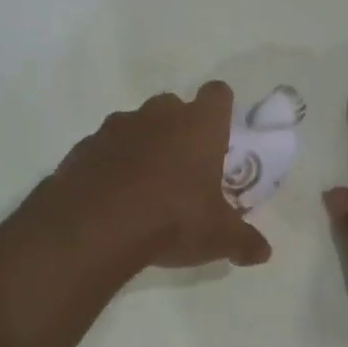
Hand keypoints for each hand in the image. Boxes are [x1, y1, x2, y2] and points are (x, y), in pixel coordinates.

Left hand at [38, 82, 272, 273]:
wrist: (95, 226)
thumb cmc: (171, 219)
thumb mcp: (218, 237)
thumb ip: (244, 241)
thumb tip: (263, 252)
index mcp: (198, 126)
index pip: (217, 94)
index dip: (220, 109)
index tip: (220, 132)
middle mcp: (158, 116)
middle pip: (173, 105)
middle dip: (178, 127)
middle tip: (184, 165)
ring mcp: (116, 127)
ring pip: (135, 124)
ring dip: (142, 144)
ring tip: (144, 184)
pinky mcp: (84, 146)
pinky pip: (104, 147)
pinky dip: (110, 163)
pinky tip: (111, 195)